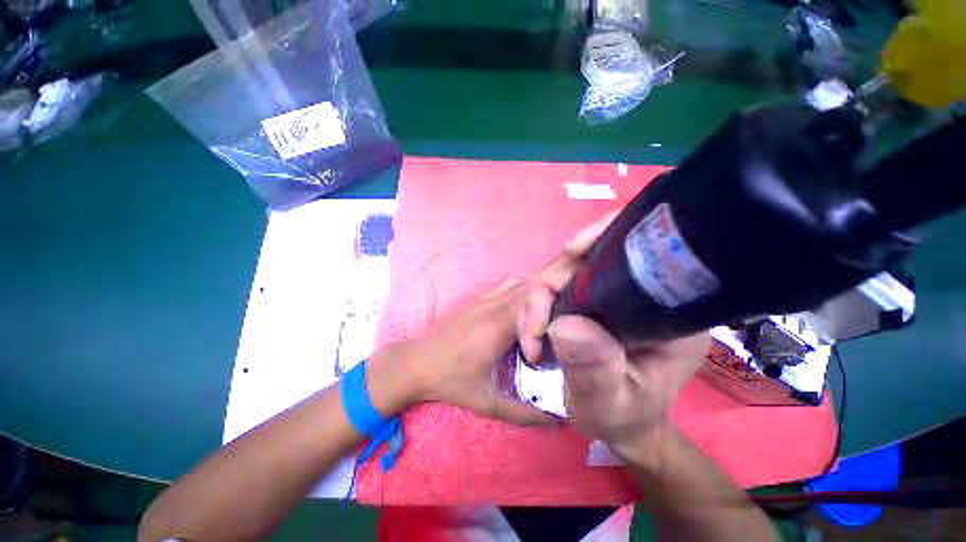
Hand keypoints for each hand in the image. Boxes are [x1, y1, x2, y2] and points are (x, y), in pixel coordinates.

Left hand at [392, 278, 556, 426]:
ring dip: (534, 292)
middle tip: (560, 320)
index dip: (554, 310)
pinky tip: (518, 311)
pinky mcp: (475, 298)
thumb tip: (559, 420)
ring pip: (518, 281)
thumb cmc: (450, 382)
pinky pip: (504, 285)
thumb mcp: (488, 403)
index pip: (536, 300)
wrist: (414, 363)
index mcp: (498, 326)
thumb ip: (525, 413)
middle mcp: (493, 305)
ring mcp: (482, 298)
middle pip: (531, 285)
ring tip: (541, 315)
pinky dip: (518, 290)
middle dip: (550, 297)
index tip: (559, 333)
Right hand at [517, 213, 709, 454]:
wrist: (621, 425)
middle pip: (587, 259)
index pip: (636, 252)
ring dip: (538, 297)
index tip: (566, 256)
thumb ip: (594, 369)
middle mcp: (640, 290)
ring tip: (531, 335)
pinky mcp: (589, 299)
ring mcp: (611, 292)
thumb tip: (566, 324)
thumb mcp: (611, 403)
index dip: (599, 240)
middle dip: (549, 284)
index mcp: (664, 308)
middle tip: (533, 328)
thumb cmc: (625, 418)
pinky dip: (538, 302)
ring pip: (565, 271)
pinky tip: (534, 326)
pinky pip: (557, 285)